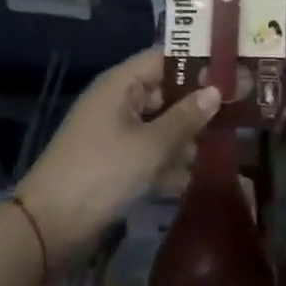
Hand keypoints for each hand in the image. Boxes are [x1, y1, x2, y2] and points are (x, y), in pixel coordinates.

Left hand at [17, 47, 218, 267]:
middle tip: (236, 113)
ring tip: (220, 150)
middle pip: (163, 93)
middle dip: (195, 105)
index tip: (231, 72)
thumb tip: (215, 91)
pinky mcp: (113, 162)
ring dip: (184, 138)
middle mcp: (117, 101)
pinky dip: (167, 162)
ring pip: (158, 125)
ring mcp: (113, 133)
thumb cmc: (103, 172)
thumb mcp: (151, 145)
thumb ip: (186, 118)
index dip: (196, 63)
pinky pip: (147, 152)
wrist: (50, 226)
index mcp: (121, 84)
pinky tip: (193, 179)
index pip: (163, 59)